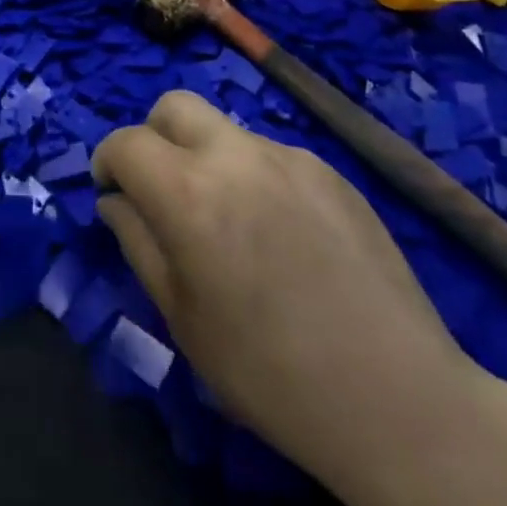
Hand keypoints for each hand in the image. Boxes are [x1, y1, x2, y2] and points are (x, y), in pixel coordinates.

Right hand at [92, 94, 506, 505]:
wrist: (398, 400)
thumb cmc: (271, 373)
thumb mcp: (183, 319)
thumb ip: (138, 245)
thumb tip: (115, 202)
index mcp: (189, 192)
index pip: (126, 143)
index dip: (108, 162)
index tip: (112, 191)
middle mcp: (235, 154)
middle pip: (174, 105)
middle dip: (154, 135)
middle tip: (163, 187)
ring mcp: (288, 155)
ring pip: (225, 129)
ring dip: (208, 157)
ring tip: (233, 221)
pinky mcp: (329, 168)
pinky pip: (272, 154)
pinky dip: (256, 176)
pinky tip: (284, 235)